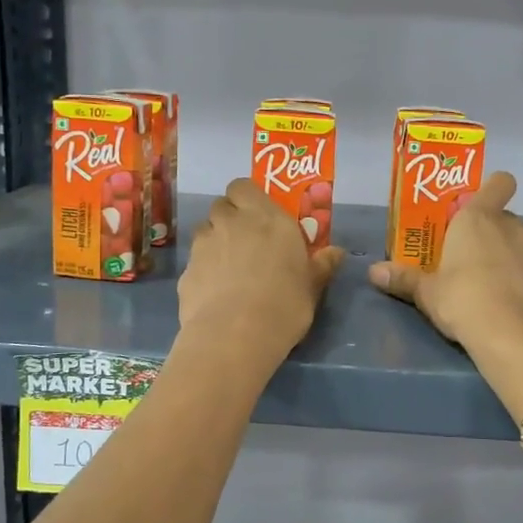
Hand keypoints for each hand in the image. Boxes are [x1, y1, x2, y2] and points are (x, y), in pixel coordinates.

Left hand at [178, 178, 344, 359]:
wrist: (234, 336)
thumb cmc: (284, 304)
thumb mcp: (312, 286)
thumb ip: (322, 265)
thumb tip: (336, 252)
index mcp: (265, 217)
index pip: (244, 186)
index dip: (248, 197)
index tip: (259, 215)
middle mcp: (231, 222)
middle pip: (222, 205)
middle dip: (231, 218)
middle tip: (247, 240)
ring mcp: (204, 245)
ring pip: (205, 230)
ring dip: (215, 240)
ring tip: (229, 267)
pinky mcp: (186, 271)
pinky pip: (195, 261)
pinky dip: (204, 270)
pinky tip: (216, 293)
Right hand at [368, 173, 522, 352]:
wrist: (515, 336)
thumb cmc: (463, 300)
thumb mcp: (427, 292)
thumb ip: (403, 279)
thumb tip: (373, 272)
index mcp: (478, 217)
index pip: (499, 182)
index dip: (490, 188)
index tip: (471, 207)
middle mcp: (509, 224)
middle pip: (501, 215)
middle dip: (486, 229)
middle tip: (464, 253)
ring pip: (517, 239)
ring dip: (504, 250)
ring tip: (485, 278)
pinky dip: (519, 272)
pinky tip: (505, 296)